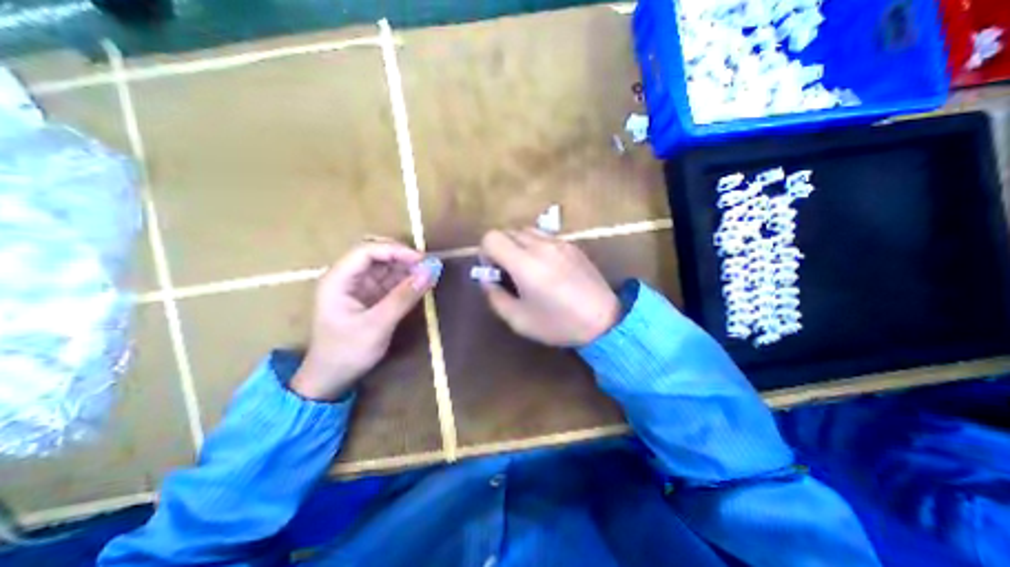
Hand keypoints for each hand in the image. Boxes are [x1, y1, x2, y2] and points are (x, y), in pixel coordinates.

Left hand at [287, 241, 438, 399]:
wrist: (332, 379)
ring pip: (385, 266)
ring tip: (429, 273)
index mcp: (338, 280)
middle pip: (376, 254)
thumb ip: (404, 297)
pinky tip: (421, 284)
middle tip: (427, 265)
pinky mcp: (370, 297)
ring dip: (407, 268)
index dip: (395, 250)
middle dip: (402, 256)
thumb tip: (430, 272)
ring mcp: (359, 287)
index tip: (422, 260)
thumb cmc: (347, 352)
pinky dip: (406, 280)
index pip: (367, 251)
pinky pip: (390, 281)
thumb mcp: (377, 325)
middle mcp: (347, 277)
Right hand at [478, 225, 619, 345]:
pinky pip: (545, 236)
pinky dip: (536, 246)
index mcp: (525, 263)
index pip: (492, 237)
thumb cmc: (558, 324)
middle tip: (510, 273)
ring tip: (528, 269)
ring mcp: (559, 242)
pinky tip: (547, 268)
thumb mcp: (518, 320)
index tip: (495, 271)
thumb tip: (487, 278)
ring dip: (519, 245)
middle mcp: (541, 245)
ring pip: (526, 231)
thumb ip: (494, 296)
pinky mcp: (572, 245)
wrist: (604, 320)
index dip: (486, 253)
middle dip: (501, 249)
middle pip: (508, 231)